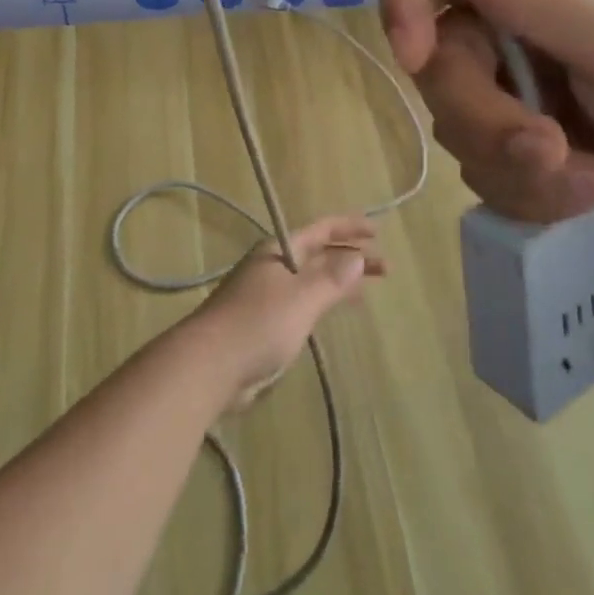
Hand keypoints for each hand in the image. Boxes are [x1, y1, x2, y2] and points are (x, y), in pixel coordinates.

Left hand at [185, 215, 385, 411]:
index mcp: (279, 251)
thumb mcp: (302, 298)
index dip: (349, 228)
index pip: (321, 230)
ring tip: (365, 289)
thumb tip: (356, 256)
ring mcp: (265, 295)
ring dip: (337, 280)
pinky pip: (301, 303)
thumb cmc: (258, 325)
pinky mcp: (262, 323)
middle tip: (384, 268)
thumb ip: (332, 278)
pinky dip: (322, 302)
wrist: (208, 366)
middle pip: (318, 255)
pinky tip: (332, 313)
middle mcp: (272, 267)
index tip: (378, 231)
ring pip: (310, 280)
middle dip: (350, 257)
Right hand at [380, 0, 593, 264]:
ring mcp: (515, 92)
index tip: (415, 56)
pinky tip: (592, 197)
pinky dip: (532, 194)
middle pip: (440, 60)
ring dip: (517, 166)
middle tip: (548, 150)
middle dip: (484, 116)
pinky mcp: (518, 150)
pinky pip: (482, 172)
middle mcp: (519, 28)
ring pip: (456, 125)